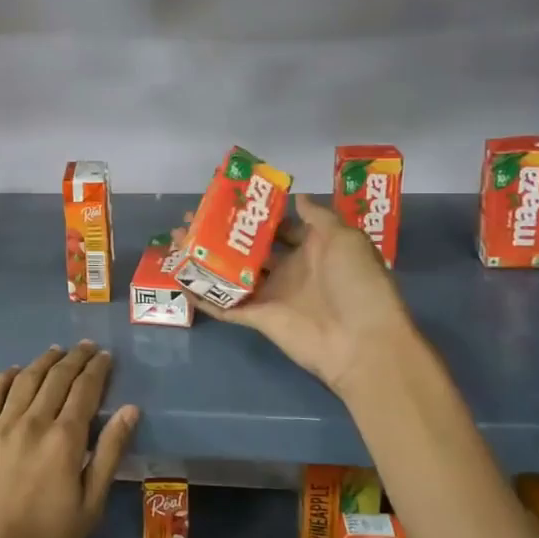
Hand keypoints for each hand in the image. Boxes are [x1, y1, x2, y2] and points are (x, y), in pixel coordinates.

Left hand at [0, 343, 137, 537]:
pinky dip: (3, 377)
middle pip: (56, 378)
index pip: (85, 390)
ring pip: (25, 380)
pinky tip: (13, 371)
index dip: (97, 369)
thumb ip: (108, 453)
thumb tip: (130, 410)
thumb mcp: (90, 506)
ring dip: (43, 362)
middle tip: (86, 347)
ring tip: (56, 351)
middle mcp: (33, 422)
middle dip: (74, 359)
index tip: (105, 356)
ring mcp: (1, 427)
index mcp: (65, 440)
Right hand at [184, 195, 409, 399]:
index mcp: (313, 249)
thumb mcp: (345, 238)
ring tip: (177, 240)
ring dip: (206, 259)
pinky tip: (180, 280)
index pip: (279, 228)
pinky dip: (204, 296)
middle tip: (192, 218)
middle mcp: (290, 270)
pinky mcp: (258, 318)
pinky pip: (226, 305)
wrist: (361, 341)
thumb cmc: (356, 283)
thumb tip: (297, 195)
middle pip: (249, 249)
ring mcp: (272, 295)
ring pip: (231, 273)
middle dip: (222, 234)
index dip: (254, 215)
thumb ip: (318, 216)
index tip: (227, 201)